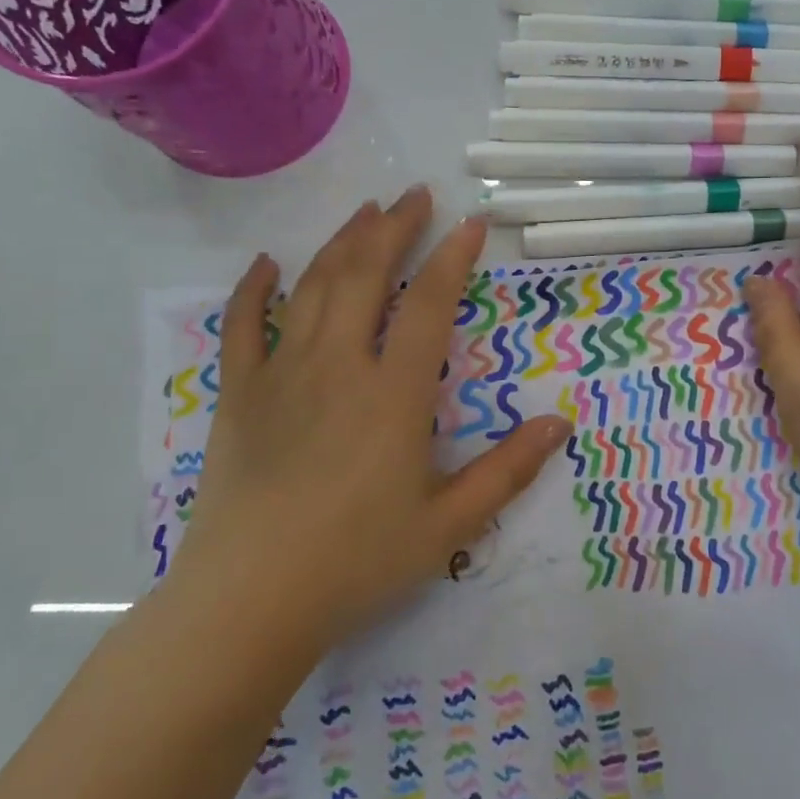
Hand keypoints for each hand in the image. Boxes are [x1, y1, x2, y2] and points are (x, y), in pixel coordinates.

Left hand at [168, 188, 569, 677]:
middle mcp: (338, 366)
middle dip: (394, 229)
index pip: (429, 305)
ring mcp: (282, 375)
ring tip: (366, 212)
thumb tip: (560, 423)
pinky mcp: (239, 395)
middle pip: (366, 275)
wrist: (248, 603)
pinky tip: (267, 263)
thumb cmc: (357, 562)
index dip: (453, 257)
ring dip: (342, 243)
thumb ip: (508, 470)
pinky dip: (253, 289)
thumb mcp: (449, 524)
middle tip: (415, 195)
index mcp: (394, 394)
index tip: (471, 222)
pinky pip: (241, 327)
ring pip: (312, 287)